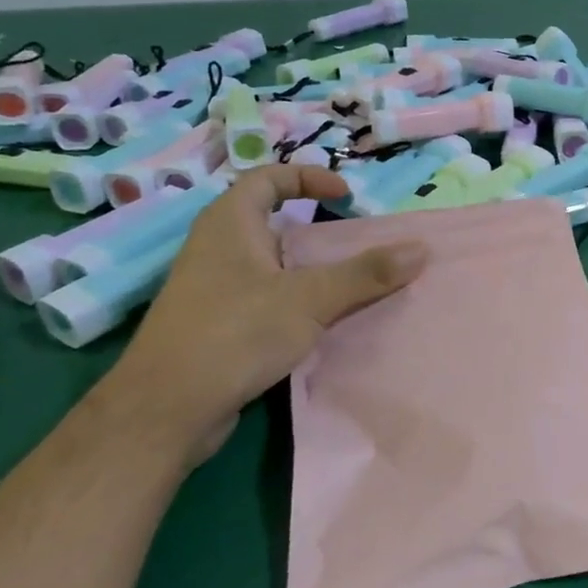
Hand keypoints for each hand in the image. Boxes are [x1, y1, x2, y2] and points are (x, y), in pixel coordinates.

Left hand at [108, 165, 426, 463]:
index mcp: (229, 224)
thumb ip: (366, 273)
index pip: (267, 178)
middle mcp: (217, 248)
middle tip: (357, 242)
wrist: (166, 410)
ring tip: (350, 282)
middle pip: (272, 222)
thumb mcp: (309, 298)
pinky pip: (266, 297)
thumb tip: (421, 249)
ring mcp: (214, 289)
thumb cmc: (235, 333)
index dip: (308, 177)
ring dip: (310, 268)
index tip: (346, 195)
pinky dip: (296, 299)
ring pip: (271, 264)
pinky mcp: (217, 325)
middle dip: (317, 228)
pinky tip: (322, 322)